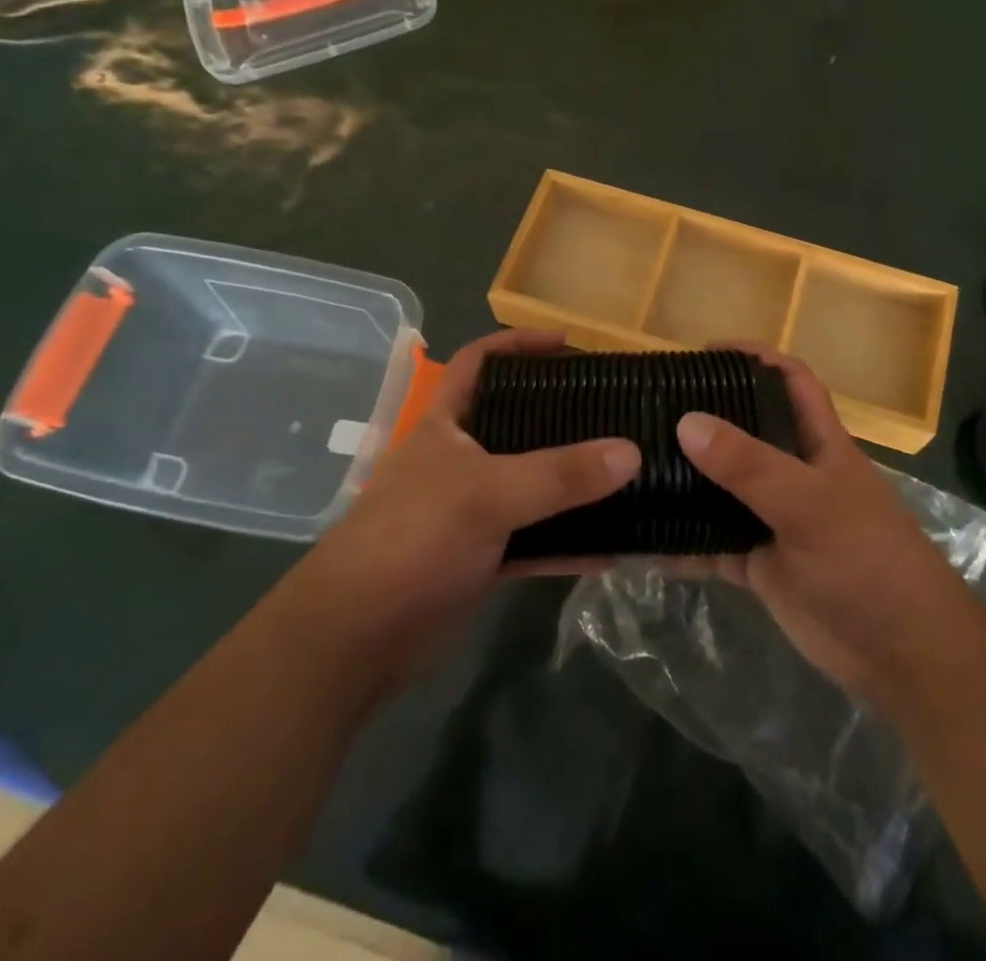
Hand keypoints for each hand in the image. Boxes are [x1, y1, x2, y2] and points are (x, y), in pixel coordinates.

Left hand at [300, 329, 638, 688]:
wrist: (353, 642)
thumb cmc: (412, 540)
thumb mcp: (487, 495)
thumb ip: (559, 474)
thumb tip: (632, 451)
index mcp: (448, 425)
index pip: (480, 362)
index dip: (519, 344)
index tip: (569, 344)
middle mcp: (462, 460)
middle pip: (518, 423)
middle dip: (563, 415)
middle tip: (615, 410)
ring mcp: (472, 510)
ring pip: (533, 485)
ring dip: (575, 484)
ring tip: (628, 472)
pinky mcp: (483, 558)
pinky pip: (538, 541)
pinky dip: (570, 543)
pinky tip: (613, 549)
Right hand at [674, 347, 985, 715]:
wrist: (901, 654)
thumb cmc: (867, 560)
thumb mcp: (809, 504)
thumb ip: (749, 465)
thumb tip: (686, 421)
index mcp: (818, 443)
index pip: (790, 380)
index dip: (755, 357)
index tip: (705, 352)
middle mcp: (793, 473)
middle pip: (745, 431)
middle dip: (705, 417)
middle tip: (650, 408)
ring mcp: (775, 520)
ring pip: (722, 489)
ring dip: (686, 481)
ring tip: (635, 465)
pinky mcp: (760, 565)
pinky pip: (711, 545)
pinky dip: (681, 544)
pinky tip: (642, 542)